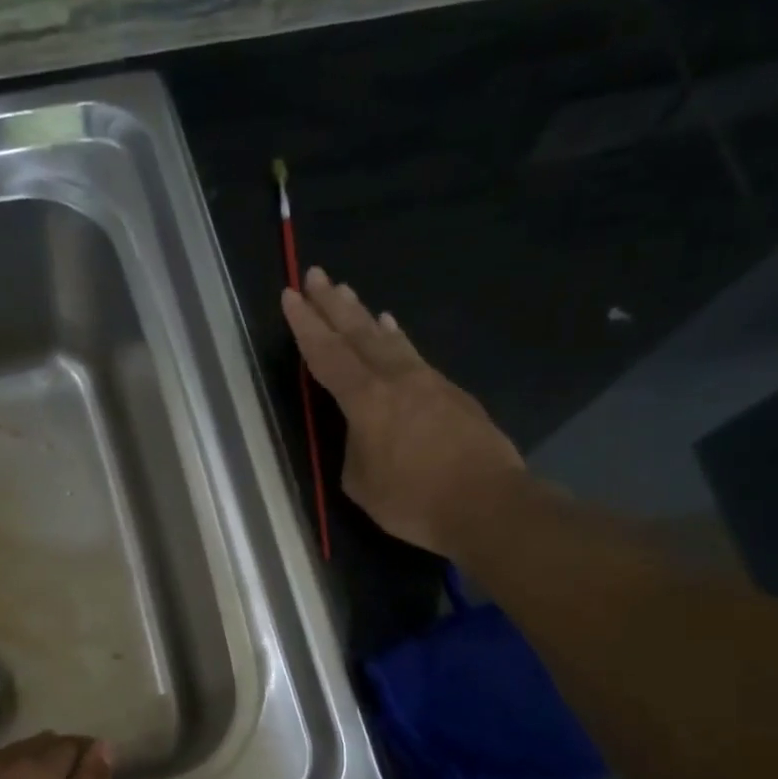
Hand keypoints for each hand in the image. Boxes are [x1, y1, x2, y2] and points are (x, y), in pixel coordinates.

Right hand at [282, 267, 523, 555]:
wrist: (487, 503)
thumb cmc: (414, 501)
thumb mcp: (361, 484)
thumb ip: (354, 449)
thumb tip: (365, 434)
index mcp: (366, 401)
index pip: (327, 355)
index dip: (306, 326)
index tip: (290, 295)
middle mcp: (396, 379)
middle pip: (358, 334)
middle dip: (333, 304)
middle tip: (316, 275)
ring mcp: (429, 382)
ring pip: (390, 340)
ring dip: (365, 316)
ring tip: (350, 293)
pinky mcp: (453, 394)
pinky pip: (414, 356)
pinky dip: (397, 339)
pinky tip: (394, 333)